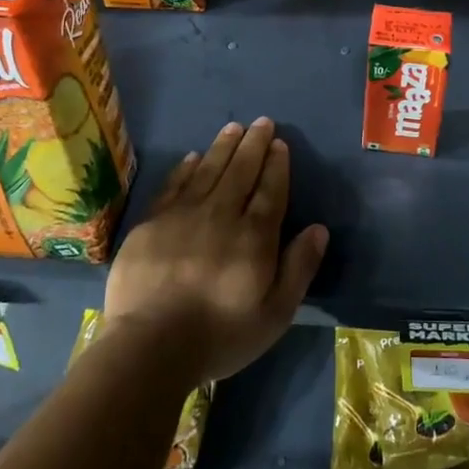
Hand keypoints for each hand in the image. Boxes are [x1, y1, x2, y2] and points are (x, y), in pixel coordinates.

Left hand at [104, 117, 328, 386]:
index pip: (270, 189)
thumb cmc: (220, 335)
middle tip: (262, 122)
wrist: (150, 346)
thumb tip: (319, 229)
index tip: (280, 143)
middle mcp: (221, 215)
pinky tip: (192, 157)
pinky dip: (185, 168)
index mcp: (254, 236)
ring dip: (223, 147)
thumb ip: (299, 268)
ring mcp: (182, 216)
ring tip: (233, 128)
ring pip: (208, 170)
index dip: (276, 164)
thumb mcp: (275, 314)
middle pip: (240, 171)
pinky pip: (173, 185)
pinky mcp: (151, 224)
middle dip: (254, 144)